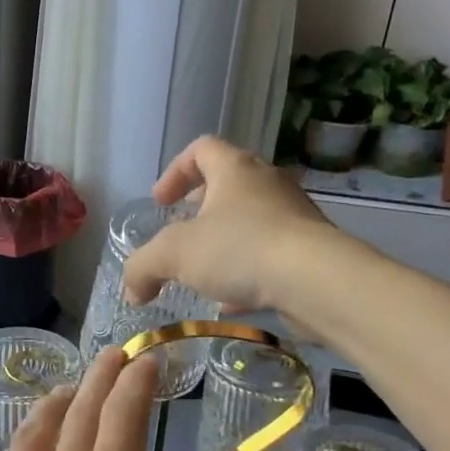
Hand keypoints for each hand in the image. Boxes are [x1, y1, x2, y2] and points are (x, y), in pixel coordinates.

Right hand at [122, 135, 339, 316]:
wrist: (317, 281)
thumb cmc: (241, 249)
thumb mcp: (174, 255)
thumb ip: (143, 268)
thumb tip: (131, 290)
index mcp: (235, 169)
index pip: (201, 149)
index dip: (175, 171)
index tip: (161, 202)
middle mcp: (267, 184)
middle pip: (229, 183)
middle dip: (200, 208)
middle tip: (181, 233)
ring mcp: (294, 216)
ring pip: (252, 220)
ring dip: (225, 241)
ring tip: (205, 271)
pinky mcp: (310, 250)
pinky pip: (271, 253)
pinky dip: (247, 270)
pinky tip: (232, 301)